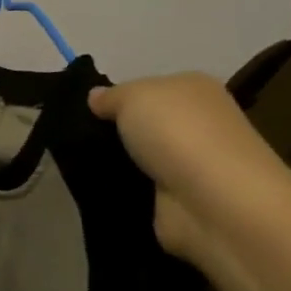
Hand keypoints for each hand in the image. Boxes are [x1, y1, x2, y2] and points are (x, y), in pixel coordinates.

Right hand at [88, 73, 290, 264]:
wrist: (213, 203)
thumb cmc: (178, 133)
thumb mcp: (133, 96)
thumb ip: (111, 96)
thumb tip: (96, 97)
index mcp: (194, 89)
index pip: (150, 88)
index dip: (119, 97)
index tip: (87, 111)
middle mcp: (199, 125)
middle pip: (146, 124)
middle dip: (116, 132)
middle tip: (77, 137)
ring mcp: (191, 166)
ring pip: (142, 158)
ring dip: (118, 163)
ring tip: (80, 163)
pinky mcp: (180, 202)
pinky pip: (141, 190)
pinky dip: (123, 191)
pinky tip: (98, 188)